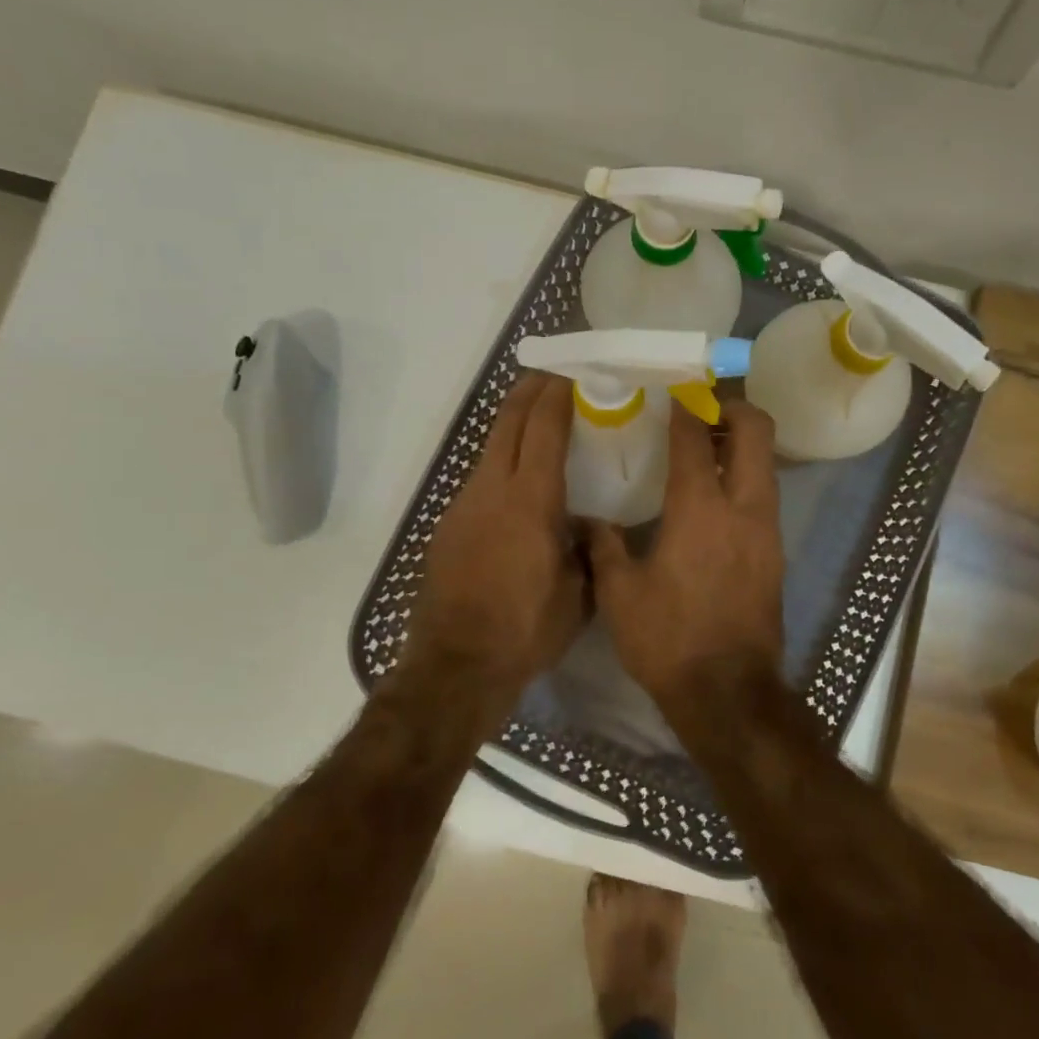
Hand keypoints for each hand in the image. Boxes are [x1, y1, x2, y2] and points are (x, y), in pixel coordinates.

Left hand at [405, 375, 587, 706]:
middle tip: (551, 374)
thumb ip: (588, 548)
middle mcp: (491, 490)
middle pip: (507, 423)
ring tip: (536, 420)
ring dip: (512, 425)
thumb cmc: (527, 629)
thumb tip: (590, 523)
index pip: (543, 429)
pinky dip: (499, 462)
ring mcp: (463, 506)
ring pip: (489, 448)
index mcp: (530, 500)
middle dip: (528, 391)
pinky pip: (478, 479)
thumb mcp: (579, 592)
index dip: (557, 395)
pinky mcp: (448, 525)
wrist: (457, 665)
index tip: (572, 373)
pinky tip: (515, 481)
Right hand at [589, 400, 784, 712]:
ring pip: (766, 463)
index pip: (696, 438)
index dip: (685, 407)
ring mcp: (767, 530)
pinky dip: (746, 477)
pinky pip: (765, 494)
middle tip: (702, 408)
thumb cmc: (668, 640)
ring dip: (742, 443)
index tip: (673, 390)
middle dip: (733, 407)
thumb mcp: (620, 594)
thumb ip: (604, 546)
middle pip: (756, 432)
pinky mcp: (775, 553)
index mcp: (700, 509)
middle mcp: (743, 508)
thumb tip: (589, 520)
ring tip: (706, 448)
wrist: (728, 693)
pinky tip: (715, 497)